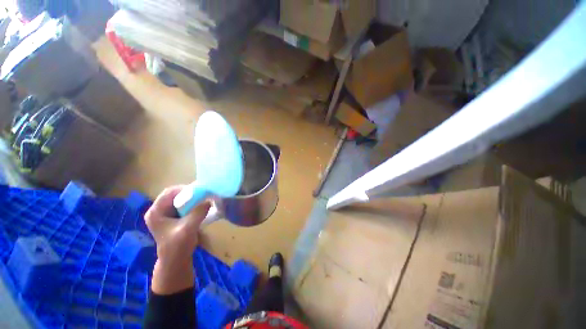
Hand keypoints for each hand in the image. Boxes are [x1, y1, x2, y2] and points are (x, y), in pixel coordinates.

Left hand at [145, 185, 210, 294]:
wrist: (176, 261)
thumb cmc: (177, 246)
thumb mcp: (188, 228)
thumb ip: (198, 213)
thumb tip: (209, 200)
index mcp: (155, 212)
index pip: (169, 193)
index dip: (184, 189)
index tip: (199, 190)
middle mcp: (159, 210)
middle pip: (175, 194)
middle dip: (190, 193)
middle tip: (203, 194)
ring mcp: (165, 214)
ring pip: (180, 199)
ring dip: (192, 198)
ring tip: (204, 199)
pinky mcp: (173, 217)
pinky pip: (184, 205)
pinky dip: (193, 203)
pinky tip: (201, 206)